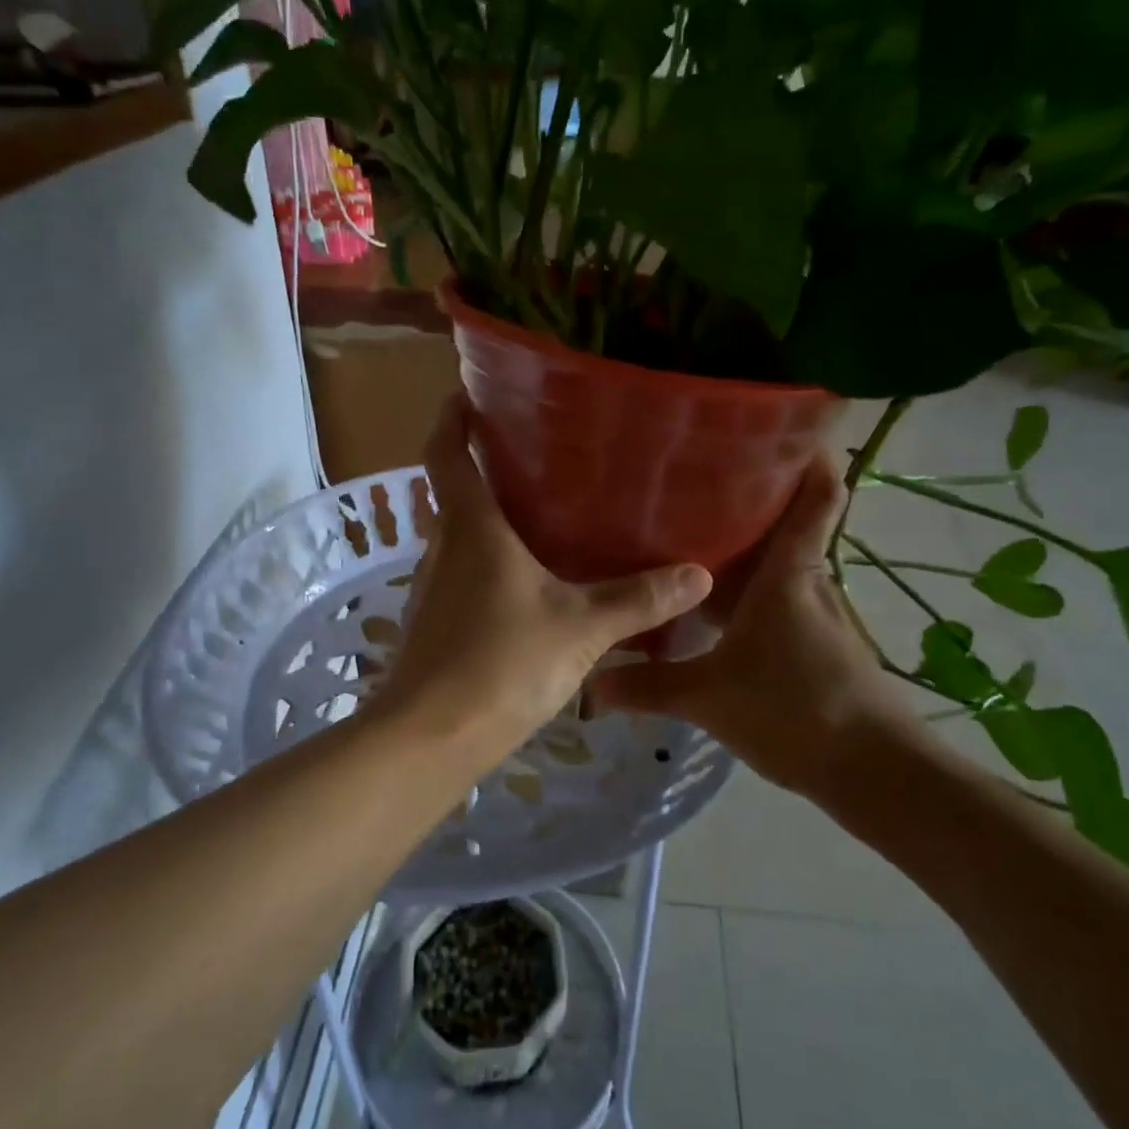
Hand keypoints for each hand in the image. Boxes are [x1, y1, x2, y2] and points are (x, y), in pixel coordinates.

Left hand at [373, 398, 713, 754]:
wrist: (430, 738)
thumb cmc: (501, 662)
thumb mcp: (580, 628)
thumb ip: (638, 599)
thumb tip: (698, 574)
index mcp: (472, 527)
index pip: (446, 451)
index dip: (452, 416)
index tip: (470, 391)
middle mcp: (445, 547)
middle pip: (454, 490)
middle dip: (484, 464)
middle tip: (536, 451)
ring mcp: (435, 587)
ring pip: (460, 534)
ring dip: (490, 516)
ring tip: (543, 509)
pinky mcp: (436, 622)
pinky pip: (464, 572)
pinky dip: (490, 560)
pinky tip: (529, 580)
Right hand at [591, 457, 928, 801]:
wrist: (875, 773)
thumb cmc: (795, 710)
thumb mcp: (709, 697)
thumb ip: (648, 686)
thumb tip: (589, 684)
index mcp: (790, 573)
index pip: (816, 495)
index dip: (809, 454)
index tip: (782, 425)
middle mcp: (809, 582)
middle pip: (786, 524)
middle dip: (749, 499)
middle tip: (692, 482)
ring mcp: (818, 614)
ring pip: (779, 565)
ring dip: (746, 550)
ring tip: (691, 537)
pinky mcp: (819, 645)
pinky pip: (779, 600)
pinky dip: (750, 592)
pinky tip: (714, 609)